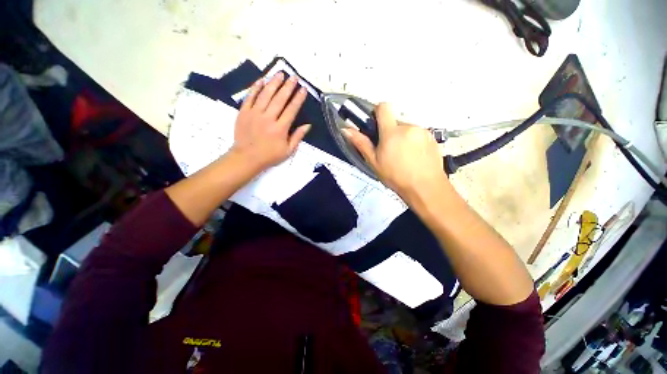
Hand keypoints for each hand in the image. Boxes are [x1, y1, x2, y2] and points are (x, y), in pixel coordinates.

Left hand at [230, 72, 310, 173]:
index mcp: (280, 129)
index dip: (298, 98)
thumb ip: (298, 137)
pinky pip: (250, 97)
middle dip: (288, 86)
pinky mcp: (244, 112)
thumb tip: (307, 125)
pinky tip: (261, 80)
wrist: (247, 158)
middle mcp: (268, 118)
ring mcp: (254, 114)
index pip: (292, 109)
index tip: (303, 89)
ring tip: (280, 74)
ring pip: (265, 95)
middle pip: (280, 99)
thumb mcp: (288, 151)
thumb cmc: (270, 156)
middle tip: (294, 77)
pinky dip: (256, 88)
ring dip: (274, 83)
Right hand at [343, 103, 448, 202]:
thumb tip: (346, 129)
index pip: (384, 107)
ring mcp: (422, 131)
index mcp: (391, 132)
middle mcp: (408, 126)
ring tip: (403, 156)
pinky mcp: (432, 137)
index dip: (378, 112)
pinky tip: (414, 157)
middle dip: (390, 131)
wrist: (425, 187)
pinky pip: (418, 134)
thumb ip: (361, 143)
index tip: (376, 125)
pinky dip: (414, 142)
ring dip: (402, 137)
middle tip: (389, 150)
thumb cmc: (396, 176)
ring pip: (407, 128)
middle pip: (395, 121)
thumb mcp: (374, 162)